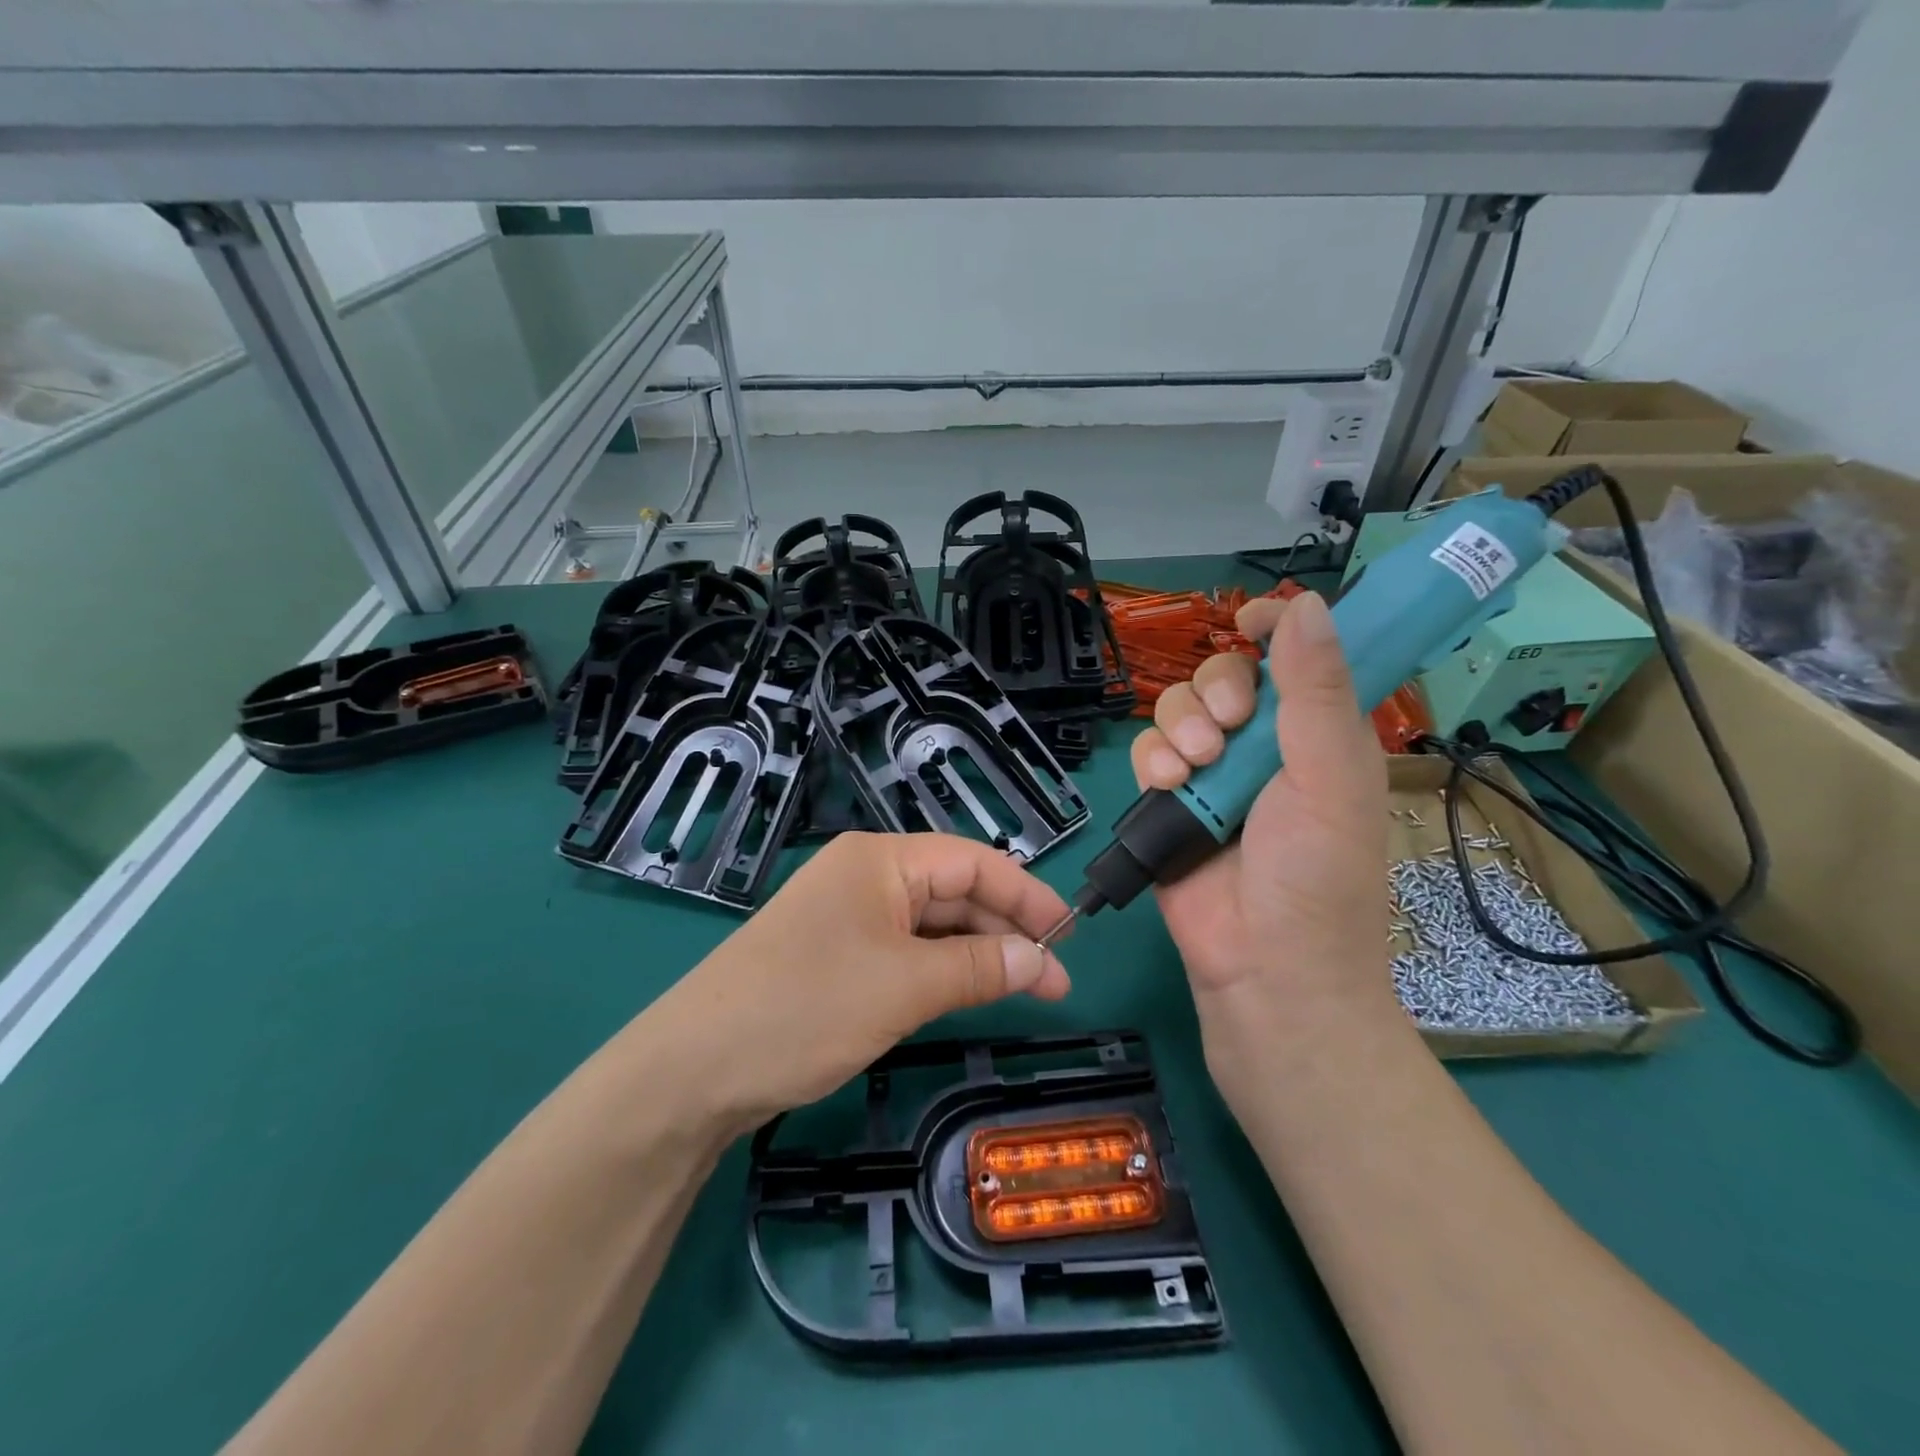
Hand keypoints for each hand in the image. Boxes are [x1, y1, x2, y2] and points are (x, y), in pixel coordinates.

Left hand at [648, 833, 1071, 1131]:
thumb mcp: (904, 986)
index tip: (1070, 936)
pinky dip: (941, 970)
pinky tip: (967, 992)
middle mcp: (865, 876)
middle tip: (1053, 980)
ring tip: (1025, 990)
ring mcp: (847, 916)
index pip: (972, 861)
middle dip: (1005, 930)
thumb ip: (977, 968)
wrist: (693, 1069)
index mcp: (880, 859)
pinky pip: (904, 951)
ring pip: (930, 924)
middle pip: (953, 891)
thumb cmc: (806, 1007)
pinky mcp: (836, 954)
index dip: (1026, 895)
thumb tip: (1038, 959)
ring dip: (976, 953)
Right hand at [1129, 591, 1396, 1101]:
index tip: (1248, 623)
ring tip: (1194, 771)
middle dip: (1215, 690)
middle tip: (1225, 729)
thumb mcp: (1330, 779)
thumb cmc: (1317, 877)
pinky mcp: (1171, 800)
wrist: (1263, 969)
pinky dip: (1153, 760)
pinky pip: (1149, 750)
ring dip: (1180, 728)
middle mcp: (1265, 745)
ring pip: (1179, 708)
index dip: (1274, 628)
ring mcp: (1214, 773)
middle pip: (1223, 674)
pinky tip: (1168, 787)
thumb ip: (1316, 692)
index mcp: (1319, 733)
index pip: (1296, 657)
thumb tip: (1305, 603)